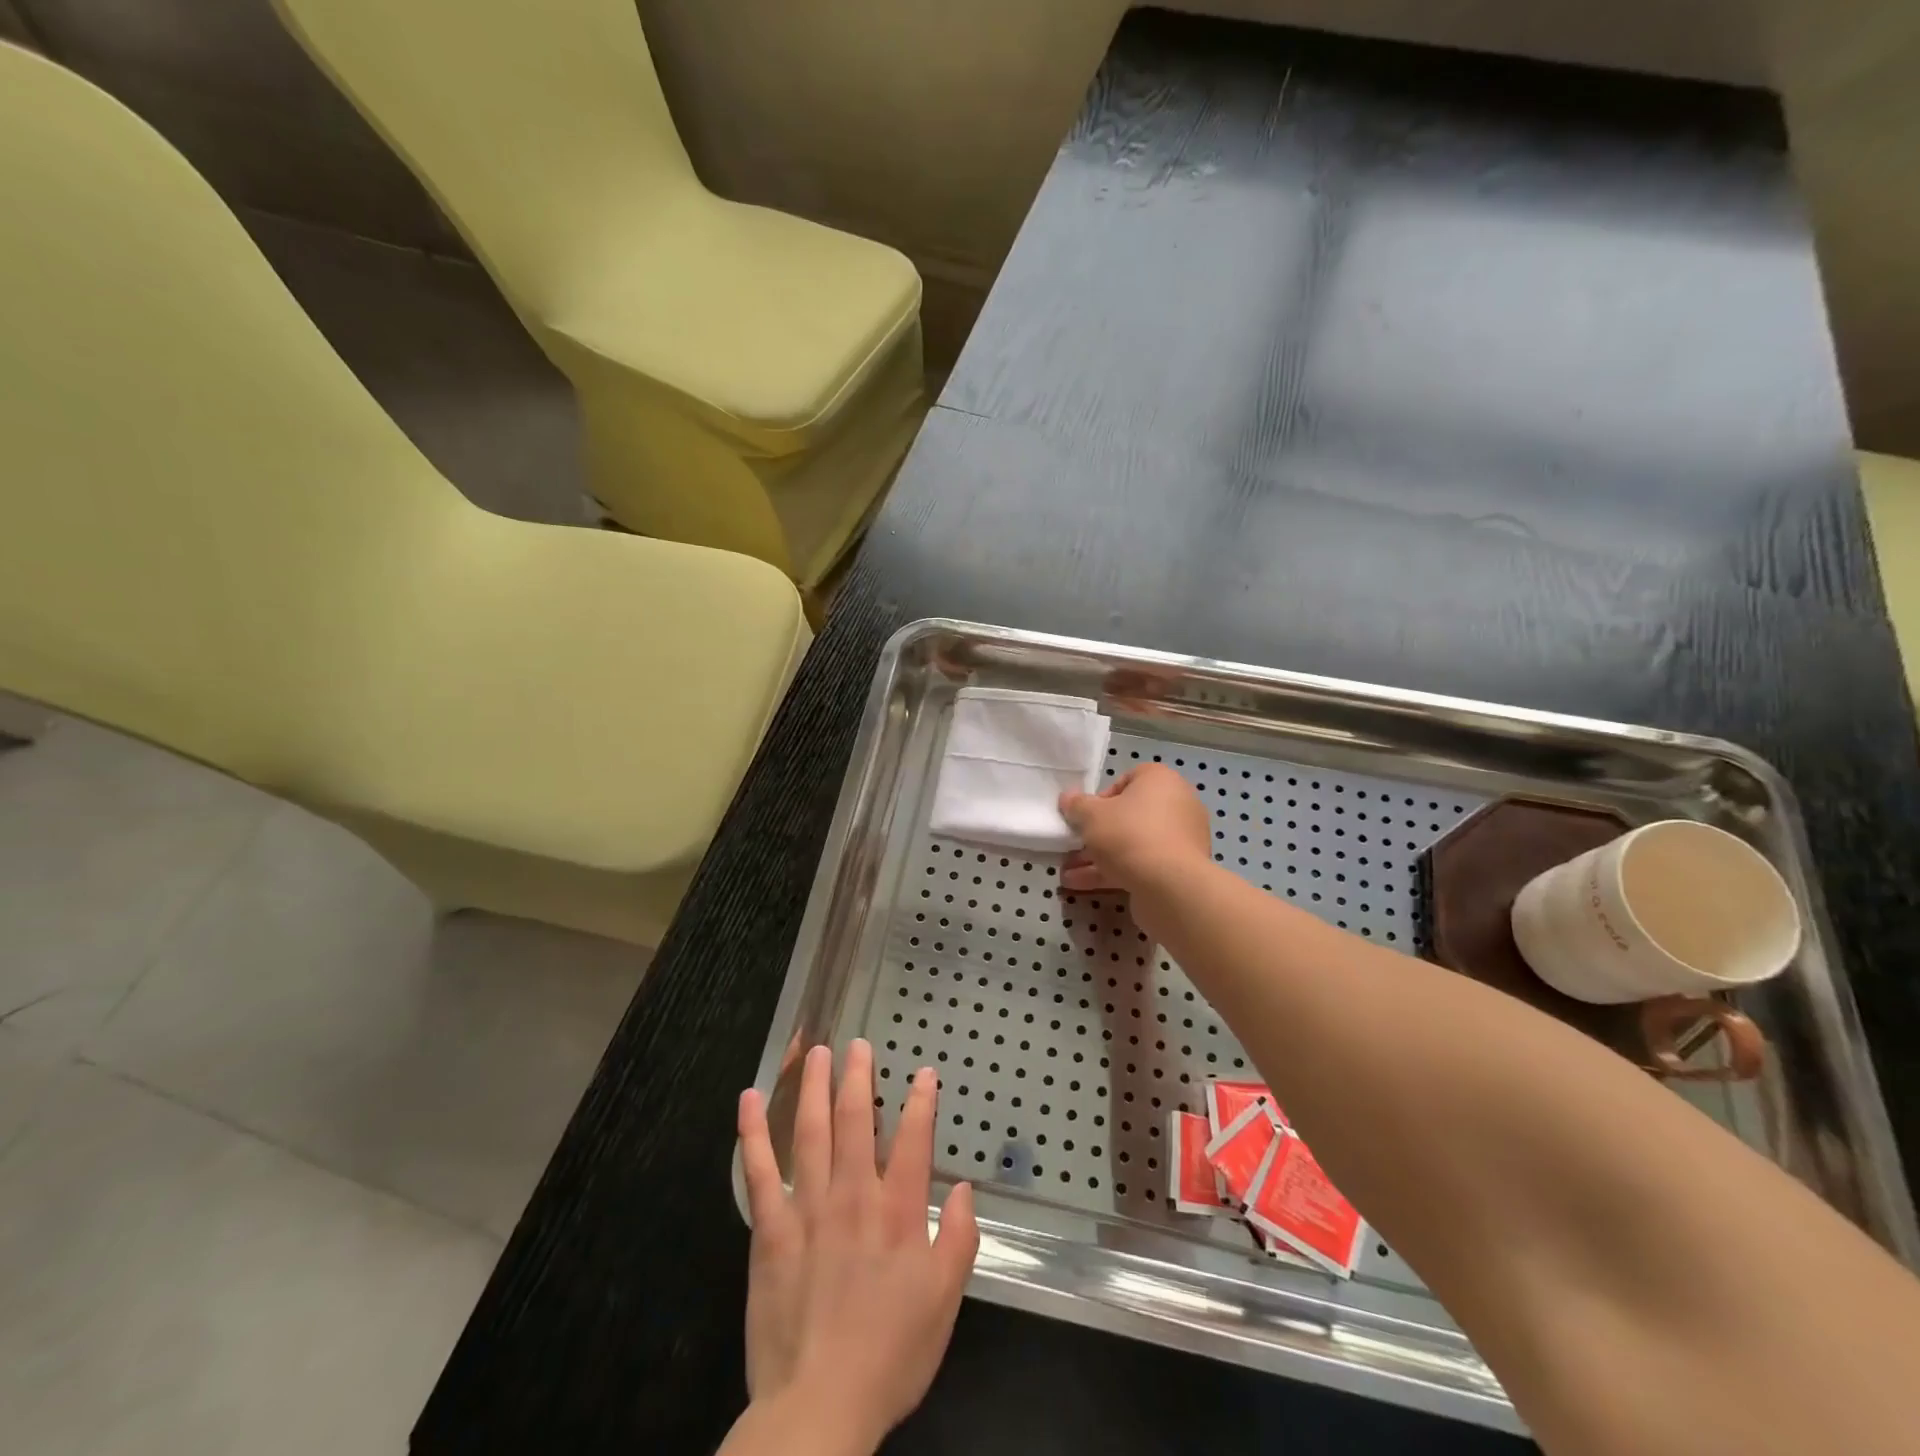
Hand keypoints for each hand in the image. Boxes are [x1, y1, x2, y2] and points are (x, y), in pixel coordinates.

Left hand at [735, 1040, 978, 1453]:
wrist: (818, 1408)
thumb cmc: (890, 1355)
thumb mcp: (944, 1303)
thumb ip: (958, 1240)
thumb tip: (962, 1189)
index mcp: (897, 1213)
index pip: (913, 1140)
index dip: (921, 1102)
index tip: (923, 1073)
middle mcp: (853, 1196)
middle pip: (855, 1121)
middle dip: (858, 1077)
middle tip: (857, 1044)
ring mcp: (808, 1208)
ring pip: (811, 1131)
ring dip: (813, 1087)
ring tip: (816, 1052)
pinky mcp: (770, 1230)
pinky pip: (761, 1171)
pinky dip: (755, 1132)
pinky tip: (750, 1099)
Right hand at [1059, 763, 1213, 896]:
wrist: (1170, 886)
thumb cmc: (1129, 835)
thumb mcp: (1091, 815)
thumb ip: (1076, 805)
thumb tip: (1068, 798)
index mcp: (1161, 781)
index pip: (1128, 779)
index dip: (1102, 797)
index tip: (1086, 815)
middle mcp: (1177, 805)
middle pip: (1130, 815)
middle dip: (1097, 833)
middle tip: (1075, 846)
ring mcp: (1181, 840)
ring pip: (1133, 844)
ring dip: (1099, 857)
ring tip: (1068, 873)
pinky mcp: (1179, 870)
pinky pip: (1142, 865)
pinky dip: (1115, 872)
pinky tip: (1082, 886)